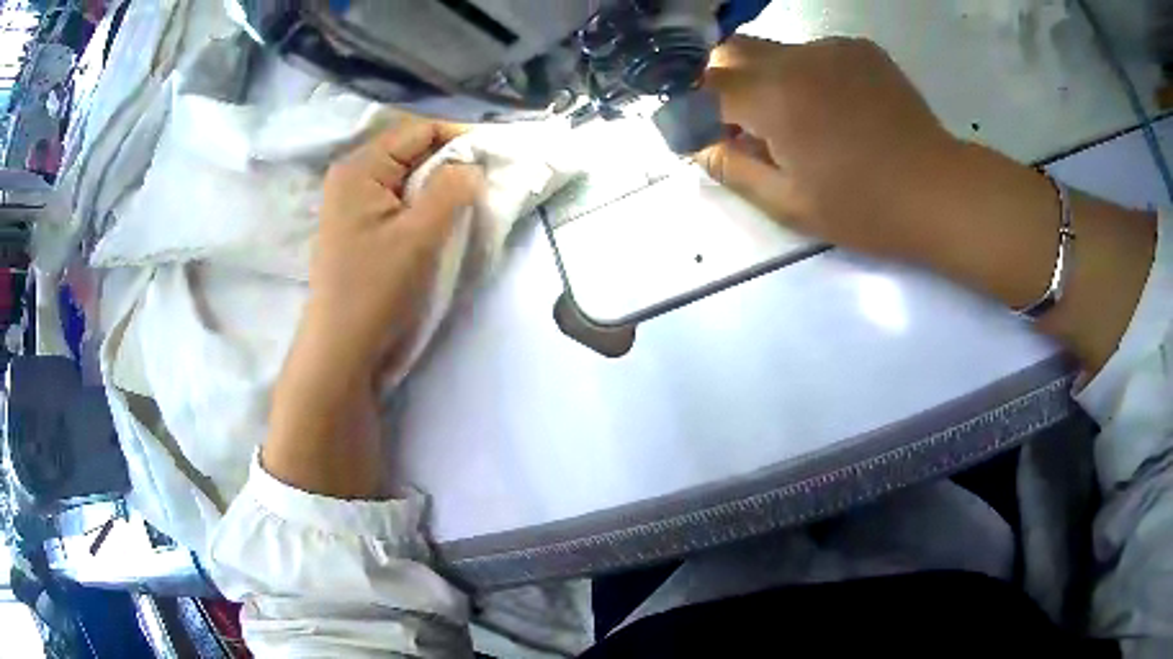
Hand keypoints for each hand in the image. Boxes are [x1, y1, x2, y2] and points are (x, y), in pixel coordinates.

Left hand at [263, 120, 482, 498]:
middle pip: (411, 150)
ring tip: (472, 197)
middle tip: (489, 178)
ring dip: (441, 183)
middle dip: (452, 160)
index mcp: (359, 167)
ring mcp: (353, 203)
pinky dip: (425, 203)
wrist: (343, 350)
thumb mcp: (421, 234)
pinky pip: (399, 200)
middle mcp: (352, 176)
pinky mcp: (359, 227)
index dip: (461, 136)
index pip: (418, 130)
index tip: (499, 153)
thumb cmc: (377, 290)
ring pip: (407, 176)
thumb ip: (453, 188)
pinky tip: (444, 218)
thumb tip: (473, 165)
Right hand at [697, 36, 956, 260]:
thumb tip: (698, 145)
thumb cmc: (865, 208)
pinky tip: (838, 108)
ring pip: (773, 50)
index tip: (709, 137)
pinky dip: (808, 74)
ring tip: (803, 121)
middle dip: (724, 83)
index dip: (696, 111)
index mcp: (773, 99)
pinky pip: (813, 52)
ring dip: (768, 79)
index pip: (704, 86)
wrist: (939, 191)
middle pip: (731, 51)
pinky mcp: (860, 49)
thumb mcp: (789, 204)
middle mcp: (795, 59)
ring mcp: (831, 48)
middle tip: (747, 124)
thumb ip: (731, 169)